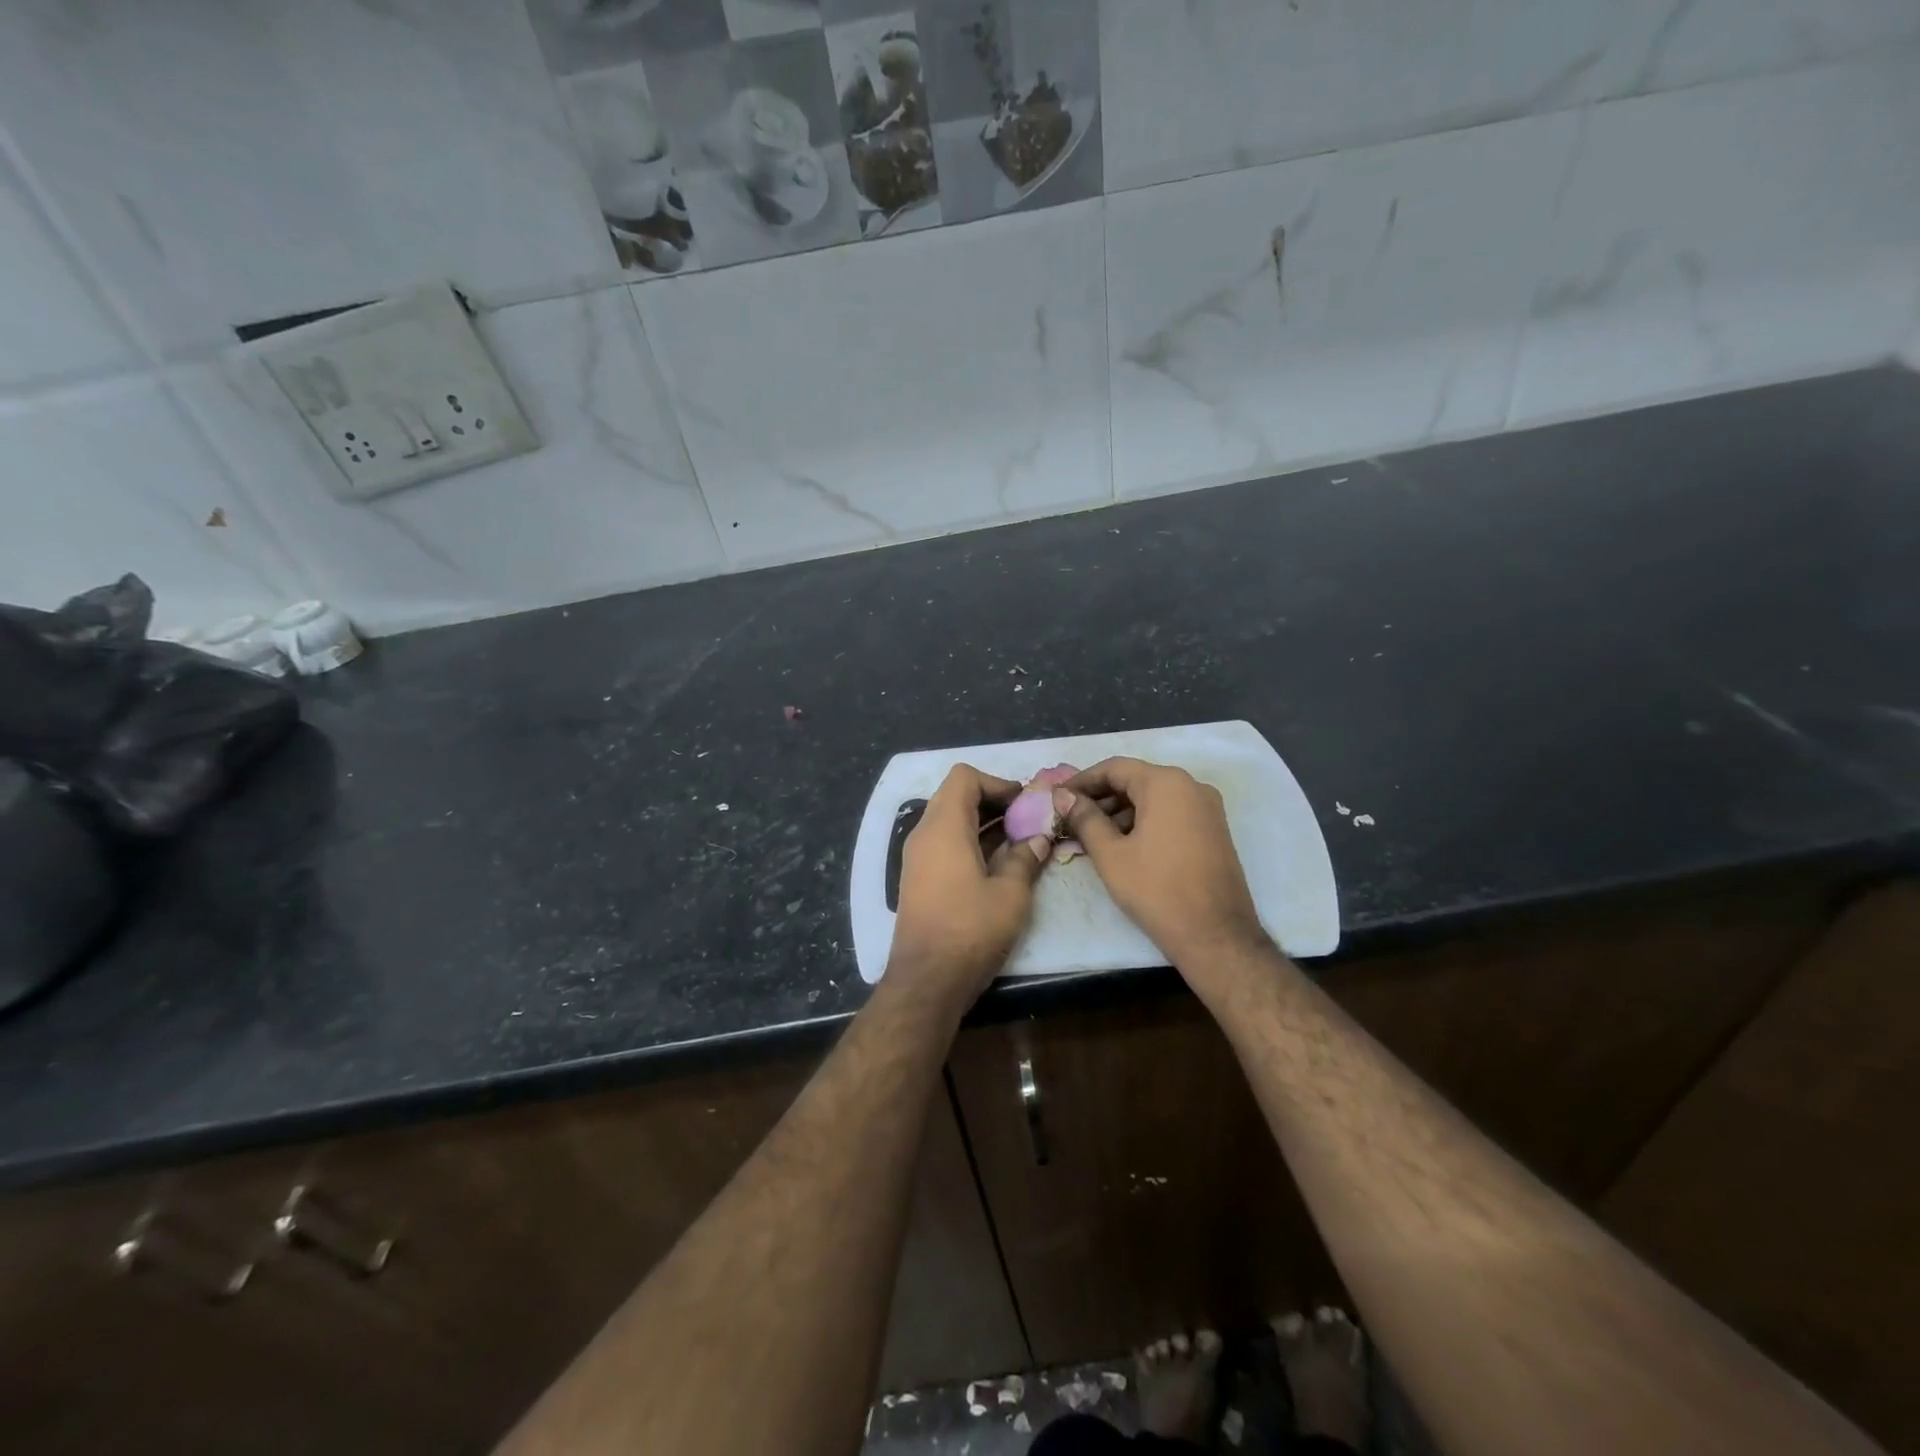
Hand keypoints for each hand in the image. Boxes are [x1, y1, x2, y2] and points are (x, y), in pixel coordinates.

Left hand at [889, 765, 1050, 1004]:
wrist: (927, 981)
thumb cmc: (971, 930)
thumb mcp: (1010, 894)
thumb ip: (1025, 858)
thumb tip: (1038, 838)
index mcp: (944, 827)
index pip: (964, 777)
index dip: (997, 782)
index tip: (1024, 803)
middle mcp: (924, 834)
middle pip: (956, 796)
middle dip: (994, 802)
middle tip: (1027, 820)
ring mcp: (917, 858)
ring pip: (950, 821)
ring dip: (983, 823)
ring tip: (1019, 841)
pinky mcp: (918, 879)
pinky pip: (944, 844)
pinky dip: (970, 842)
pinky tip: (998, 864)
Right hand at [1053, 757, 1267, 980]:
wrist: (1216, 935)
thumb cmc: (1157, 890)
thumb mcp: (1111, 854)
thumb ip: (1084, 818)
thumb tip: (1063, 796)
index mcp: (1166, 783)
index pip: (1114, 768)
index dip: (1082, 781)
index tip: (1058, 798)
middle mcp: (1191, 786)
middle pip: (1135, 780)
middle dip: (1100, 798)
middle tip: (1070, 820)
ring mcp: (1207, 808)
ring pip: (1153, 798)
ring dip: (1120, 812)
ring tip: (1091, 837)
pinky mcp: (1213, 830)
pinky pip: (1171, 813)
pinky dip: (1144, 822)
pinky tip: (1122, 845)